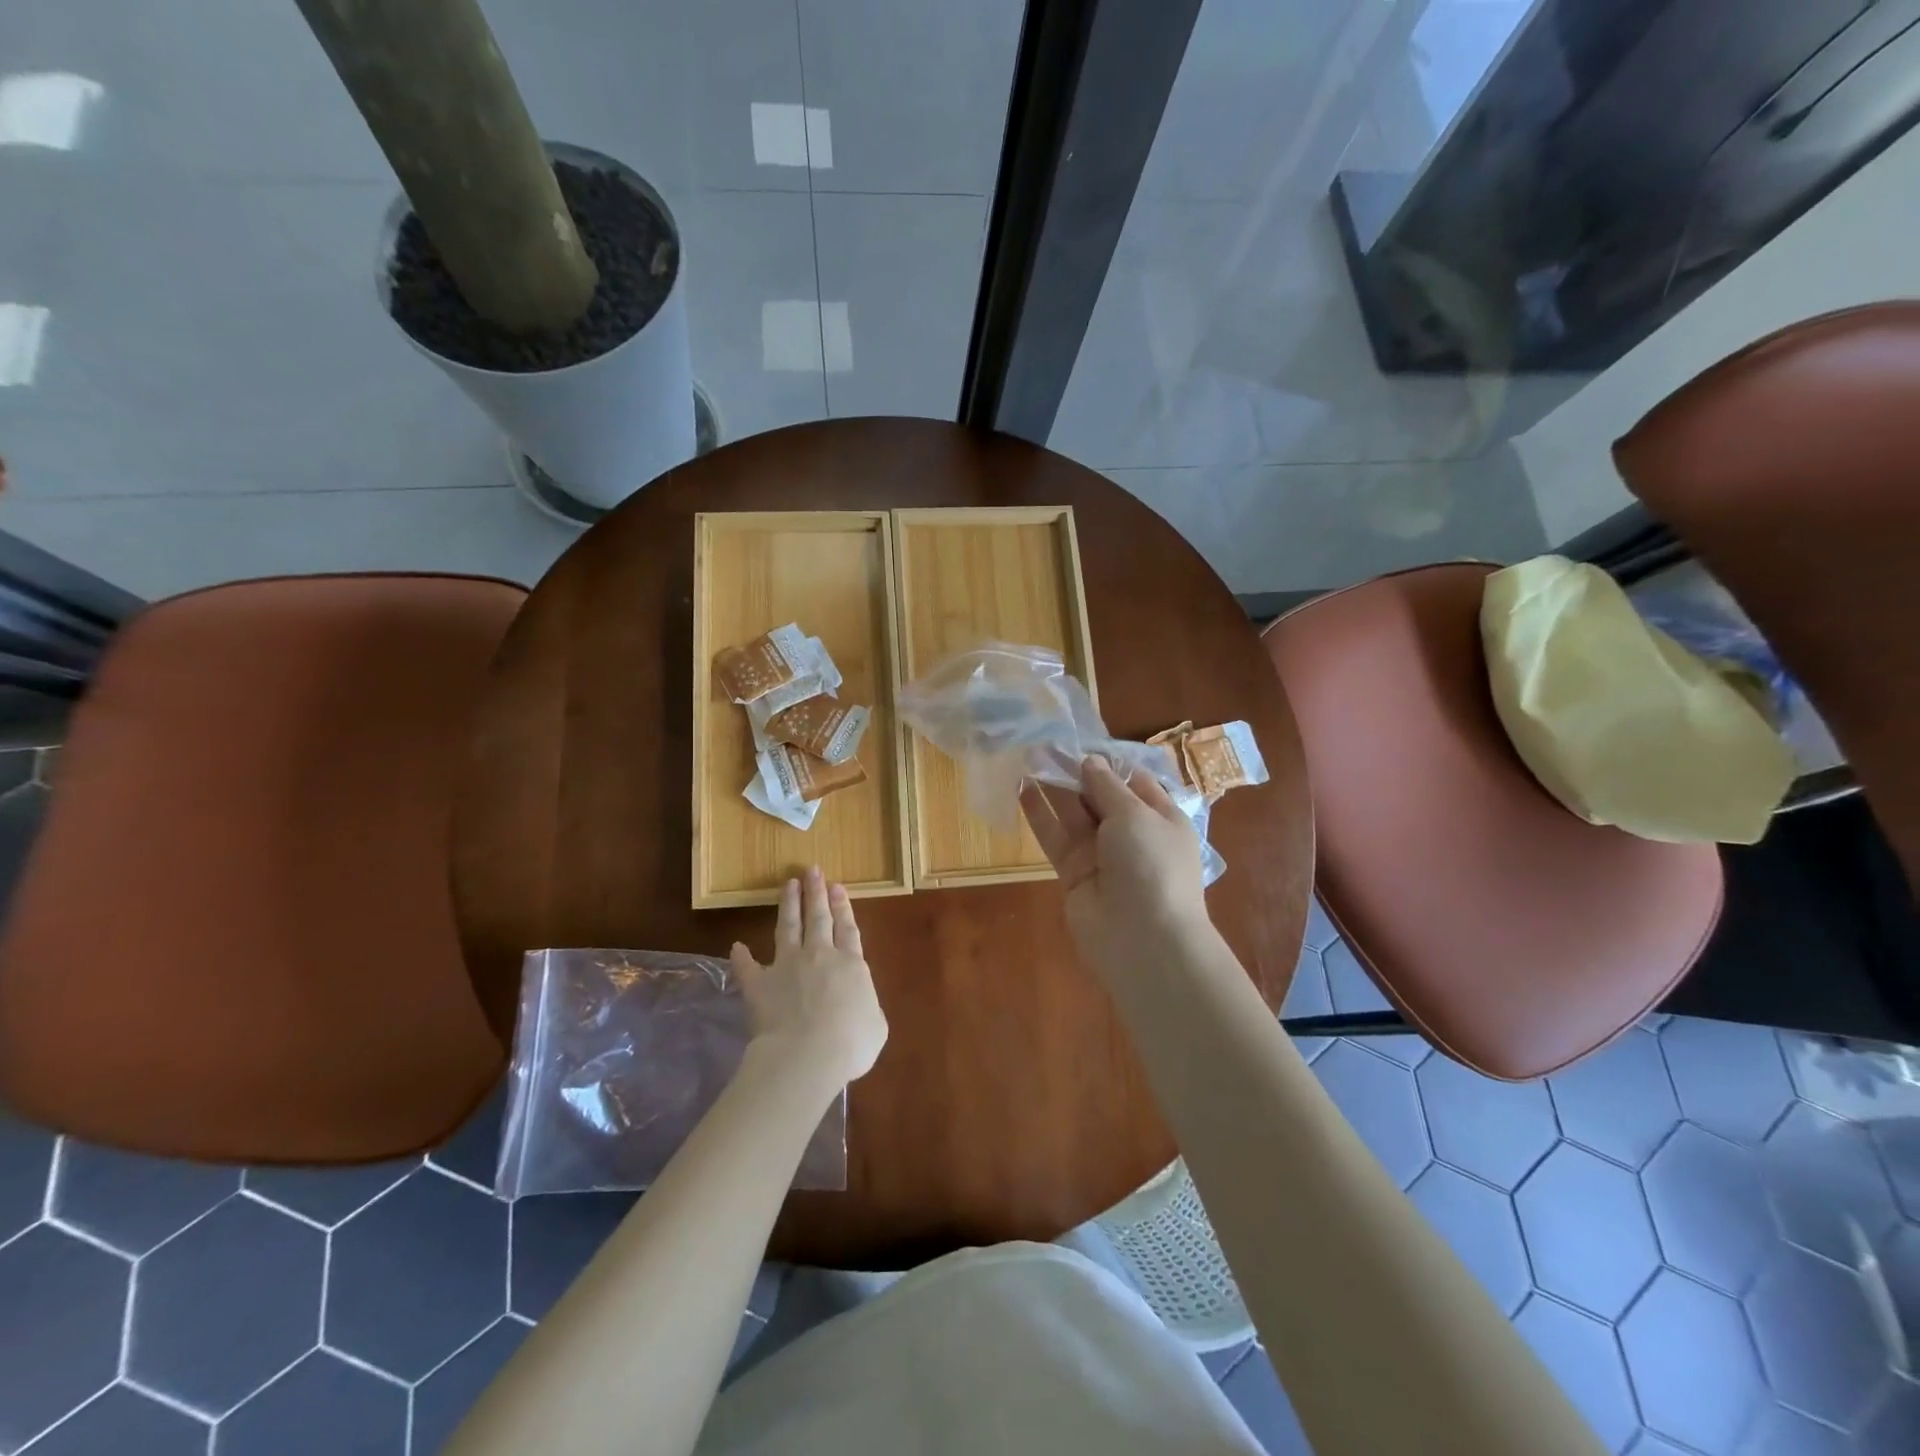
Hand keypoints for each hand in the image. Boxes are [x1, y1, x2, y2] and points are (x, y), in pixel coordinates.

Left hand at [730, 866, 888, 1085]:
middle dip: (816, 893)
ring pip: (788, 928)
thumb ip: (867, 1006)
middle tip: (812, 871)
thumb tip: (859, 1002)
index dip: (842, 906)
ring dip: (789, 905)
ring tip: (788, 884)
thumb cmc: (851, 1043)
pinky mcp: (759, 984)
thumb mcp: (876, 1025)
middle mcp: (819, 956)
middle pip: (818, 918)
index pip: (847, 928)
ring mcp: (787, 967)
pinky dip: (742, 957)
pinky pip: (748, 967)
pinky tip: (737, 946)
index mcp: (851, 964)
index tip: (837, 886)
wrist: (807, 1055)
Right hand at [1020, 757, 1212, 980]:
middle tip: (1044, 746)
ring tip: (1028, 758)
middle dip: (1075, 771)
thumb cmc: (1152, 865)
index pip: (1133, 781)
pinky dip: (1039, 814)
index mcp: (1160, 817)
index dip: (1106, 763)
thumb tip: (1089, 762)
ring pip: (1073, 814)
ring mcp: (1101, 854)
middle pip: (1099, 795)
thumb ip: (1107, 786)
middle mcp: (1131, 833)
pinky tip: (1021, 788)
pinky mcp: (1073, 873)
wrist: (1143, 940)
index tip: (1079, 743)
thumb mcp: (1136, 815)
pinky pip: (1055, 837)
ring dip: (1053, 787)